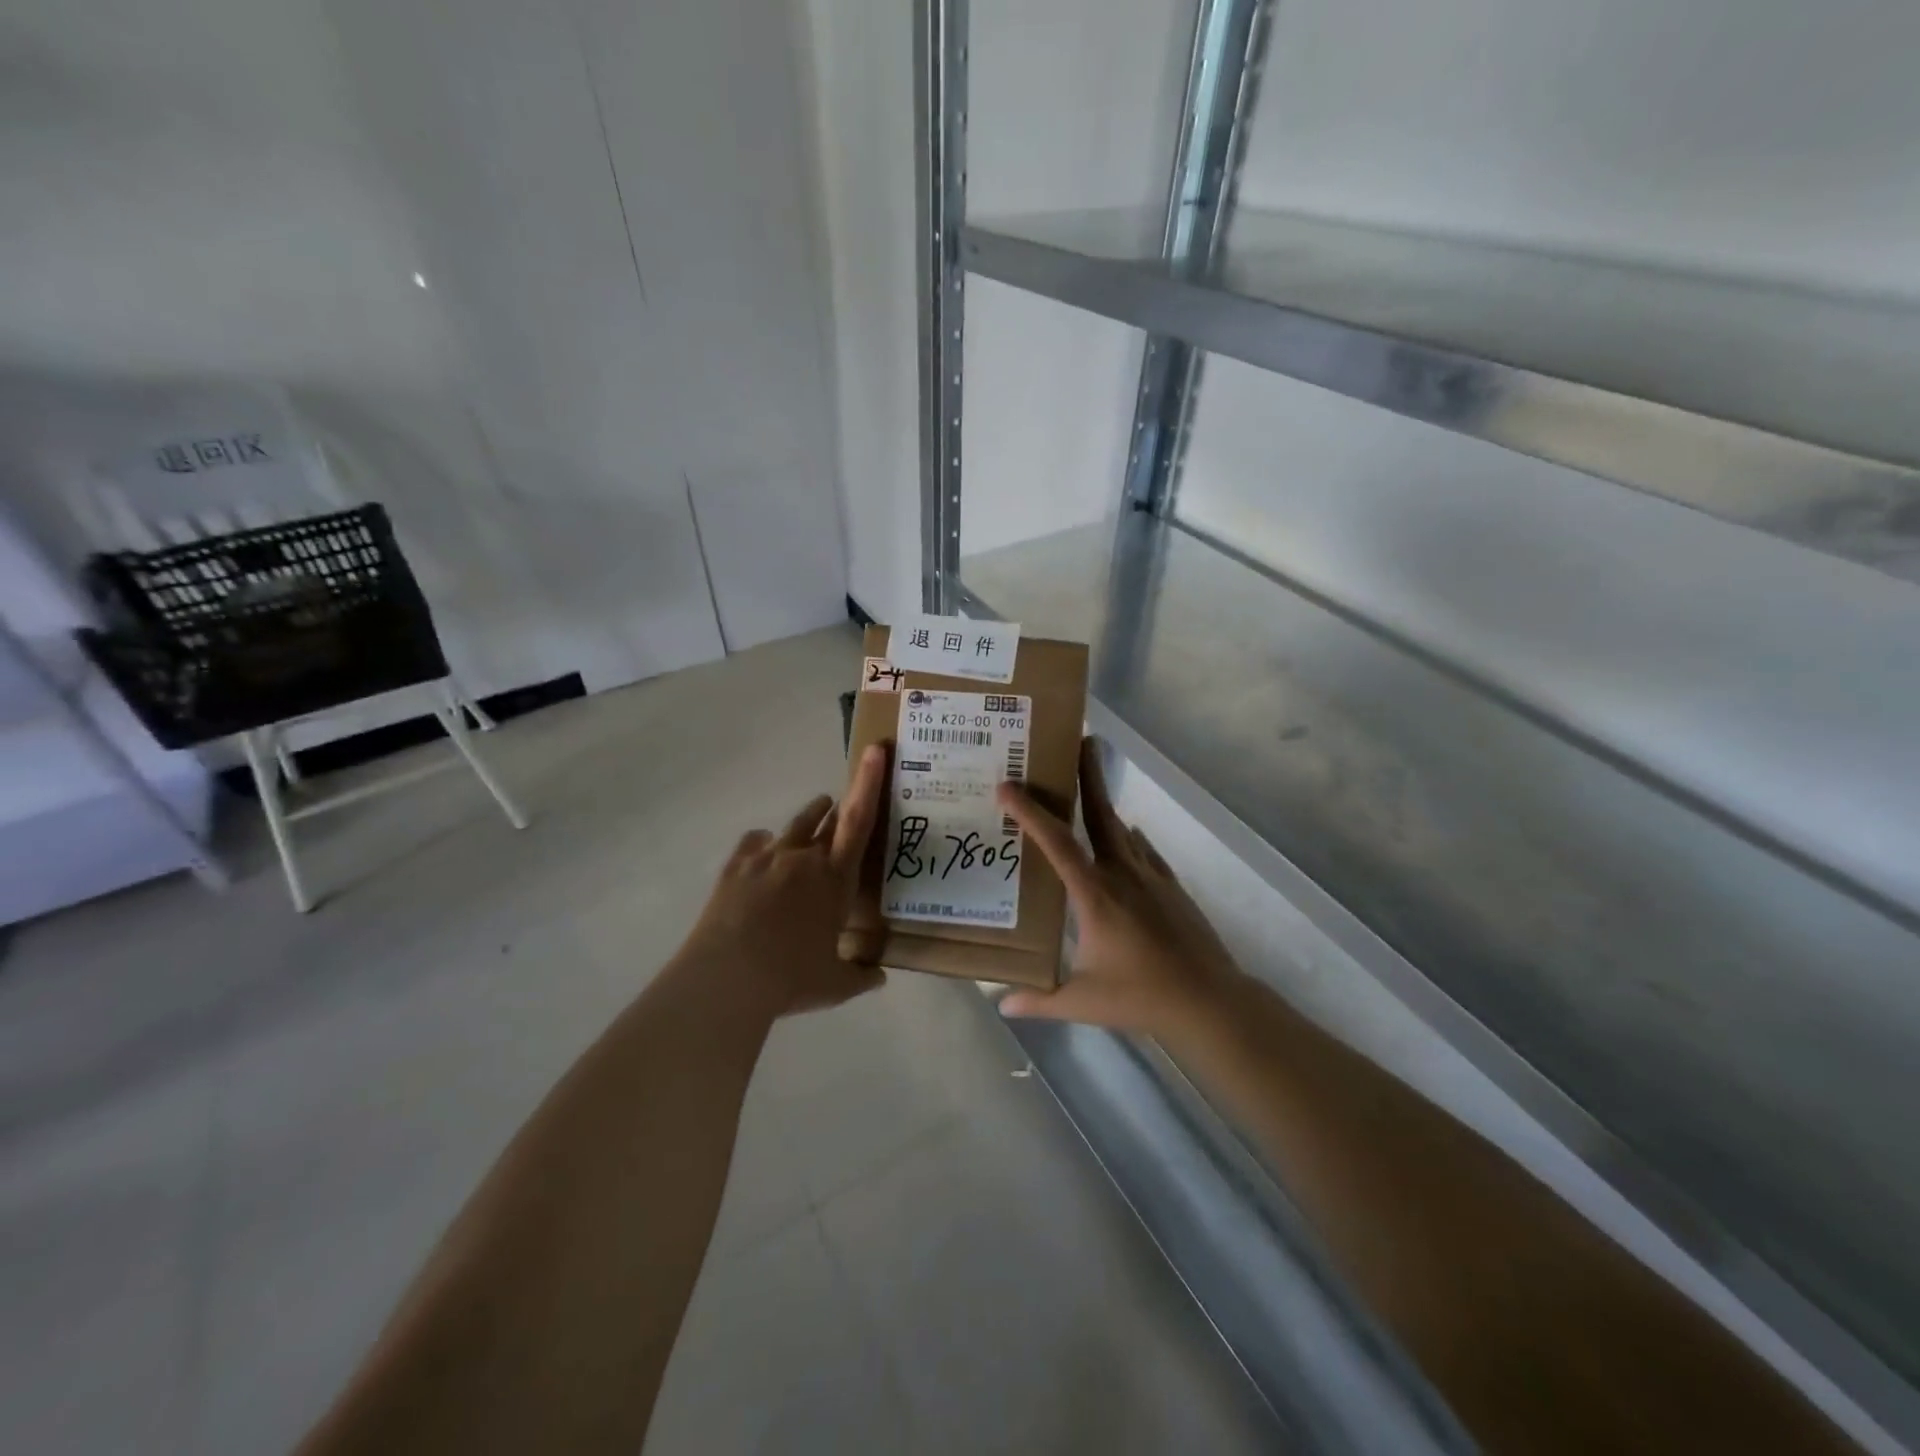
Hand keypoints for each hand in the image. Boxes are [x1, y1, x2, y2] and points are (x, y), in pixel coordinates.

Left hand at [672, 744, 889, 1021]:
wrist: (727, 978)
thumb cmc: (791, 979)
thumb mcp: (836, 985)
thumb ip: (861, 976)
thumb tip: (879, 977)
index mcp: (835, 879)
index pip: (859, 821)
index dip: (869, 782)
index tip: (875, 749)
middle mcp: (804, 858)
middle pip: (828, 819)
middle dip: (838, 810)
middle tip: (843, 810)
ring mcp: (767, 857)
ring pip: (794, 825)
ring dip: (808, 819)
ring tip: (813, 818)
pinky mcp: (736, 866)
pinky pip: (754, 841)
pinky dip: (764, 843)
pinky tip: (763, 850)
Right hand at [996, 737, 1242, 1039]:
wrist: (1209, 1000)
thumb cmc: (1140, 996)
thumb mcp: (1082, 1001)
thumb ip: (1040, 1000)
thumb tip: (1002, 1003)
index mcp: (1094, 894)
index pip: (1056, 843)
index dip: (1030, 812)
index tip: (1008, 786)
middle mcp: (1122, 873)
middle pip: (1100, 814)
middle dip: (1087, 775)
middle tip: (1080, 739)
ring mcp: (1151, 877)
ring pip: (1123, 829)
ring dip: (1105, 802)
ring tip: (1090, 782)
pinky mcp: (1171, 887)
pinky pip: (1146, 851)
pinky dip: (1132, 838)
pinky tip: (1130, 834)